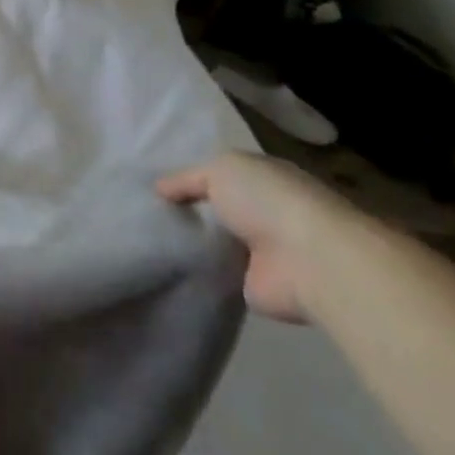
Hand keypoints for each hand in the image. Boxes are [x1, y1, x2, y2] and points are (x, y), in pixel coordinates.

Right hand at [156, 151, 362, 321]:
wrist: (309, 262)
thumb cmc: (269, 202)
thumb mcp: (220, 170)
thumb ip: (187, 178)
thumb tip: (159, 188)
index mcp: (265, 179)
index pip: (222, 175)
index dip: (190, 178)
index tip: (153, 185)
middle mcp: (266, 212)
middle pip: (218, 208)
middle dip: (187, 209)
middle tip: (144, 211)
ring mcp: (262, 251)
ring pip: (216, 241)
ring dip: (192, 241)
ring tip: (146, 238)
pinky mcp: (255, 284)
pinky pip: (217, 272)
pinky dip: (197, 270)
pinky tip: (166, 264)